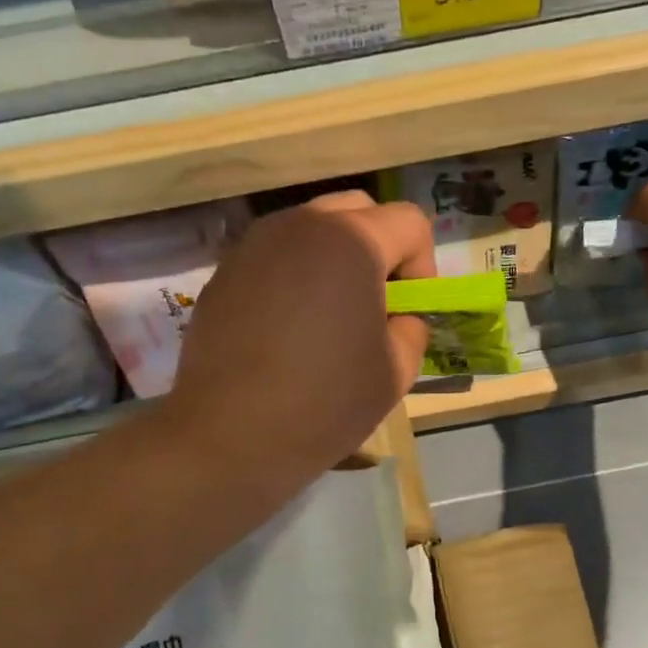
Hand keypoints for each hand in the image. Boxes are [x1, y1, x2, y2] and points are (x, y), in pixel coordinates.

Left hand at [166, 190, 434, 493]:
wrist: (228, 436)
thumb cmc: (324, 403)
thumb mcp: (396, 372)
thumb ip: (412, 328)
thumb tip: (401, 316)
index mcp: (351, 241)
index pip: (410, 222)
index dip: (424, 266)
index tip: (410, 312)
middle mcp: (301, 225)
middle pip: (360, 211)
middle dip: (381, 249)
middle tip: (376, 304)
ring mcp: (254, 244)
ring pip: (314, 229)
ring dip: (336, 259)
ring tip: (330, 316)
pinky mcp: (224, 272)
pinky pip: (276, 256)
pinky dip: (295, 276)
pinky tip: (286, 329)